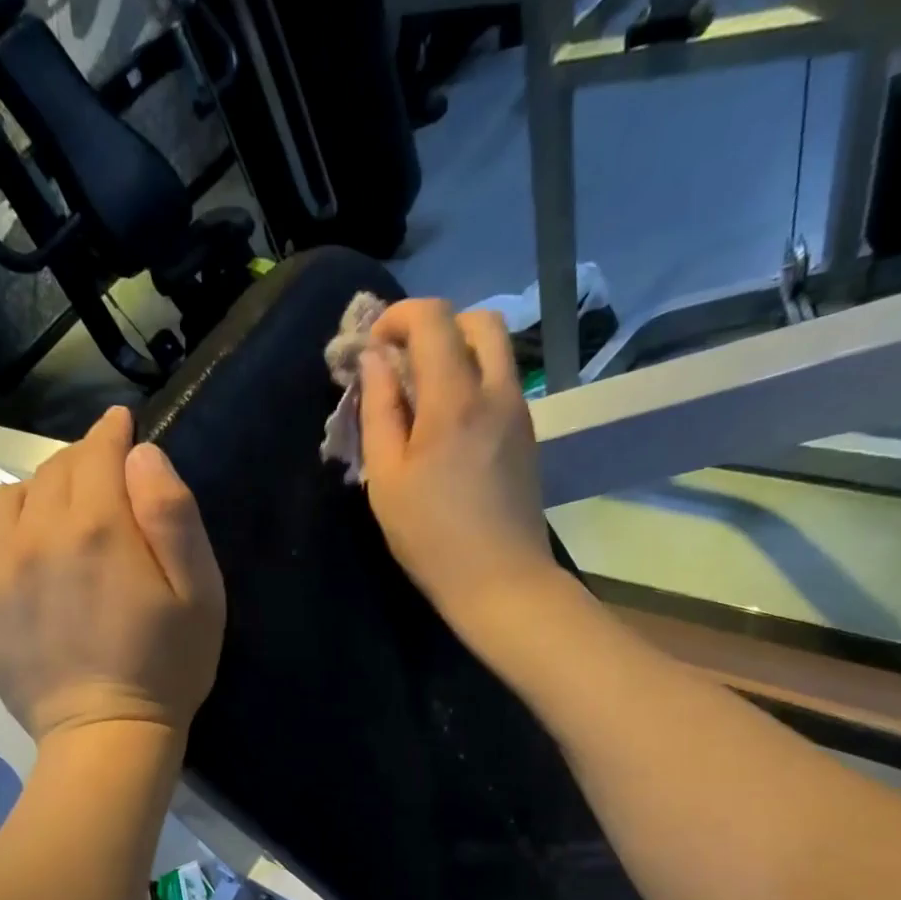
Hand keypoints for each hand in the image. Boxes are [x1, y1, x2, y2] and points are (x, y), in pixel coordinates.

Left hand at [0, 406, 224, 744]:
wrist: (105, 734)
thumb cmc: (168, 666)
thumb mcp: (201, 592)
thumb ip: (174, 514)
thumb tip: (142, 454)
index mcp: (98, 527)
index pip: (97, 452)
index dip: (112, 433)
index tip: (121, 425)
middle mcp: (36, 535)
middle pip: (53, 471)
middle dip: (82, 463)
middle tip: (105, 479)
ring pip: (10, 498)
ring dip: (39, 493)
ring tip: (62, 516)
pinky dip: (4, 530)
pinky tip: (26, 551)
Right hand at [359, 300, 558, 633]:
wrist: (501, 581)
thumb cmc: (431, 537)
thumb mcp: (386, 478)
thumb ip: (379, 410)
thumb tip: (376, 360)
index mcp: (454, 398)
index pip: (433, 318)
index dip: (397, 318)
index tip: (373, 349)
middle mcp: (496, 392)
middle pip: (477, 321)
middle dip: (435, 327)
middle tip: (403, 365)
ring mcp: (519, 413)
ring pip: (496, 352)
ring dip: (457, 354)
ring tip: (422, 397)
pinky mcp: (527, 437)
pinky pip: (502, 384)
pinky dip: (473, 382)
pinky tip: (448, 427)